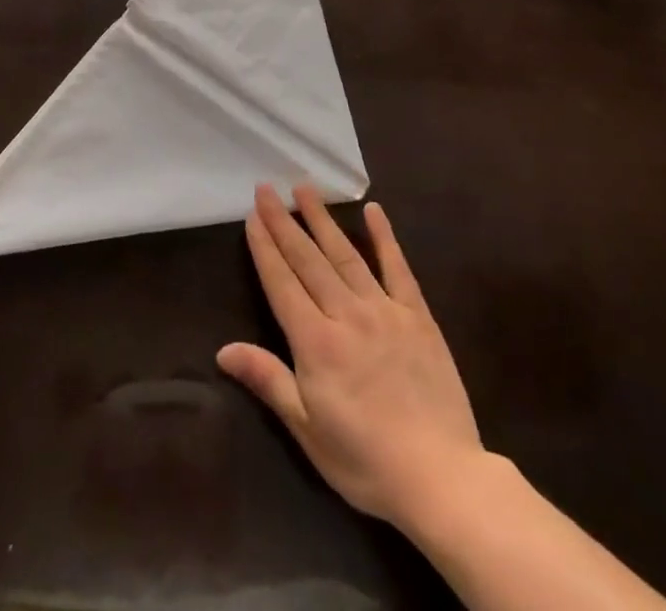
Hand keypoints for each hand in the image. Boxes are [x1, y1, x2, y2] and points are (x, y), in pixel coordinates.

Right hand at [217, 184, 483, 531]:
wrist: (442, 477)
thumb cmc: (366, 461)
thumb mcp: (308, 430)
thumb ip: (268, 380)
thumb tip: (223, 350)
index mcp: (315, 342)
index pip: (281, 282)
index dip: (264, 247)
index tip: (252, 214)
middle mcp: (345, 314)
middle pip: (308, 259)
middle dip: (284, 222)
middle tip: (267, 189)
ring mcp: (384, 310)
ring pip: (345, 254)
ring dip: (322, 219)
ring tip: (304, 189)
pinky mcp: (417, 315)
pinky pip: (398, 267)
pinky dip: (384, 237)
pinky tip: (374, 211)